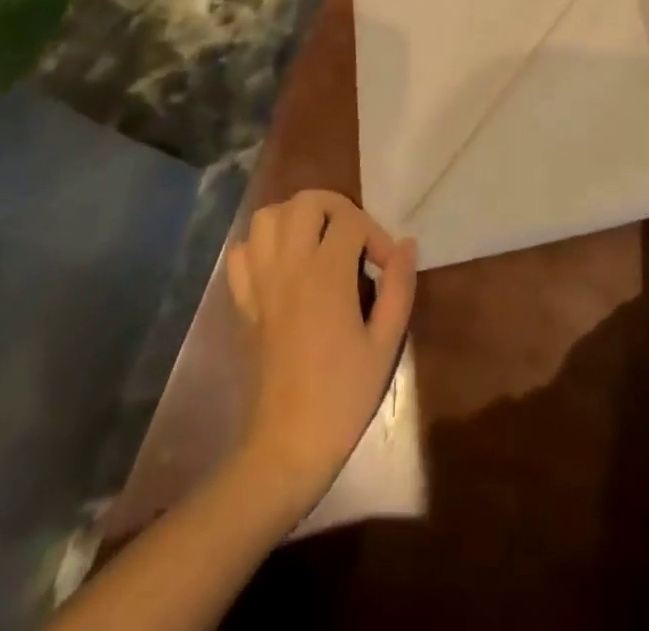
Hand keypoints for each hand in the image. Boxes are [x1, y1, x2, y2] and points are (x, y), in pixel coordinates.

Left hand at [225, 190, 416, 516]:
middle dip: (336, 208)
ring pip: (267, 217)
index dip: (376, 235)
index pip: (351, 221)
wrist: (287, 446)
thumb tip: (407, 244)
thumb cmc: (344, 396)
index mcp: (326, 275)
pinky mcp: (244, 303)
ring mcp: (261, 283)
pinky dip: (260, 245)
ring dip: (295, 217)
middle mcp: (289, 267)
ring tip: (318, 240)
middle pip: (305, 202)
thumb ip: (399, 287)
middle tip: (354, 238)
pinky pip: (241, 254)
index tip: (387, 267)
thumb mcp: (385, 343)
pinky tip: (283, 263)